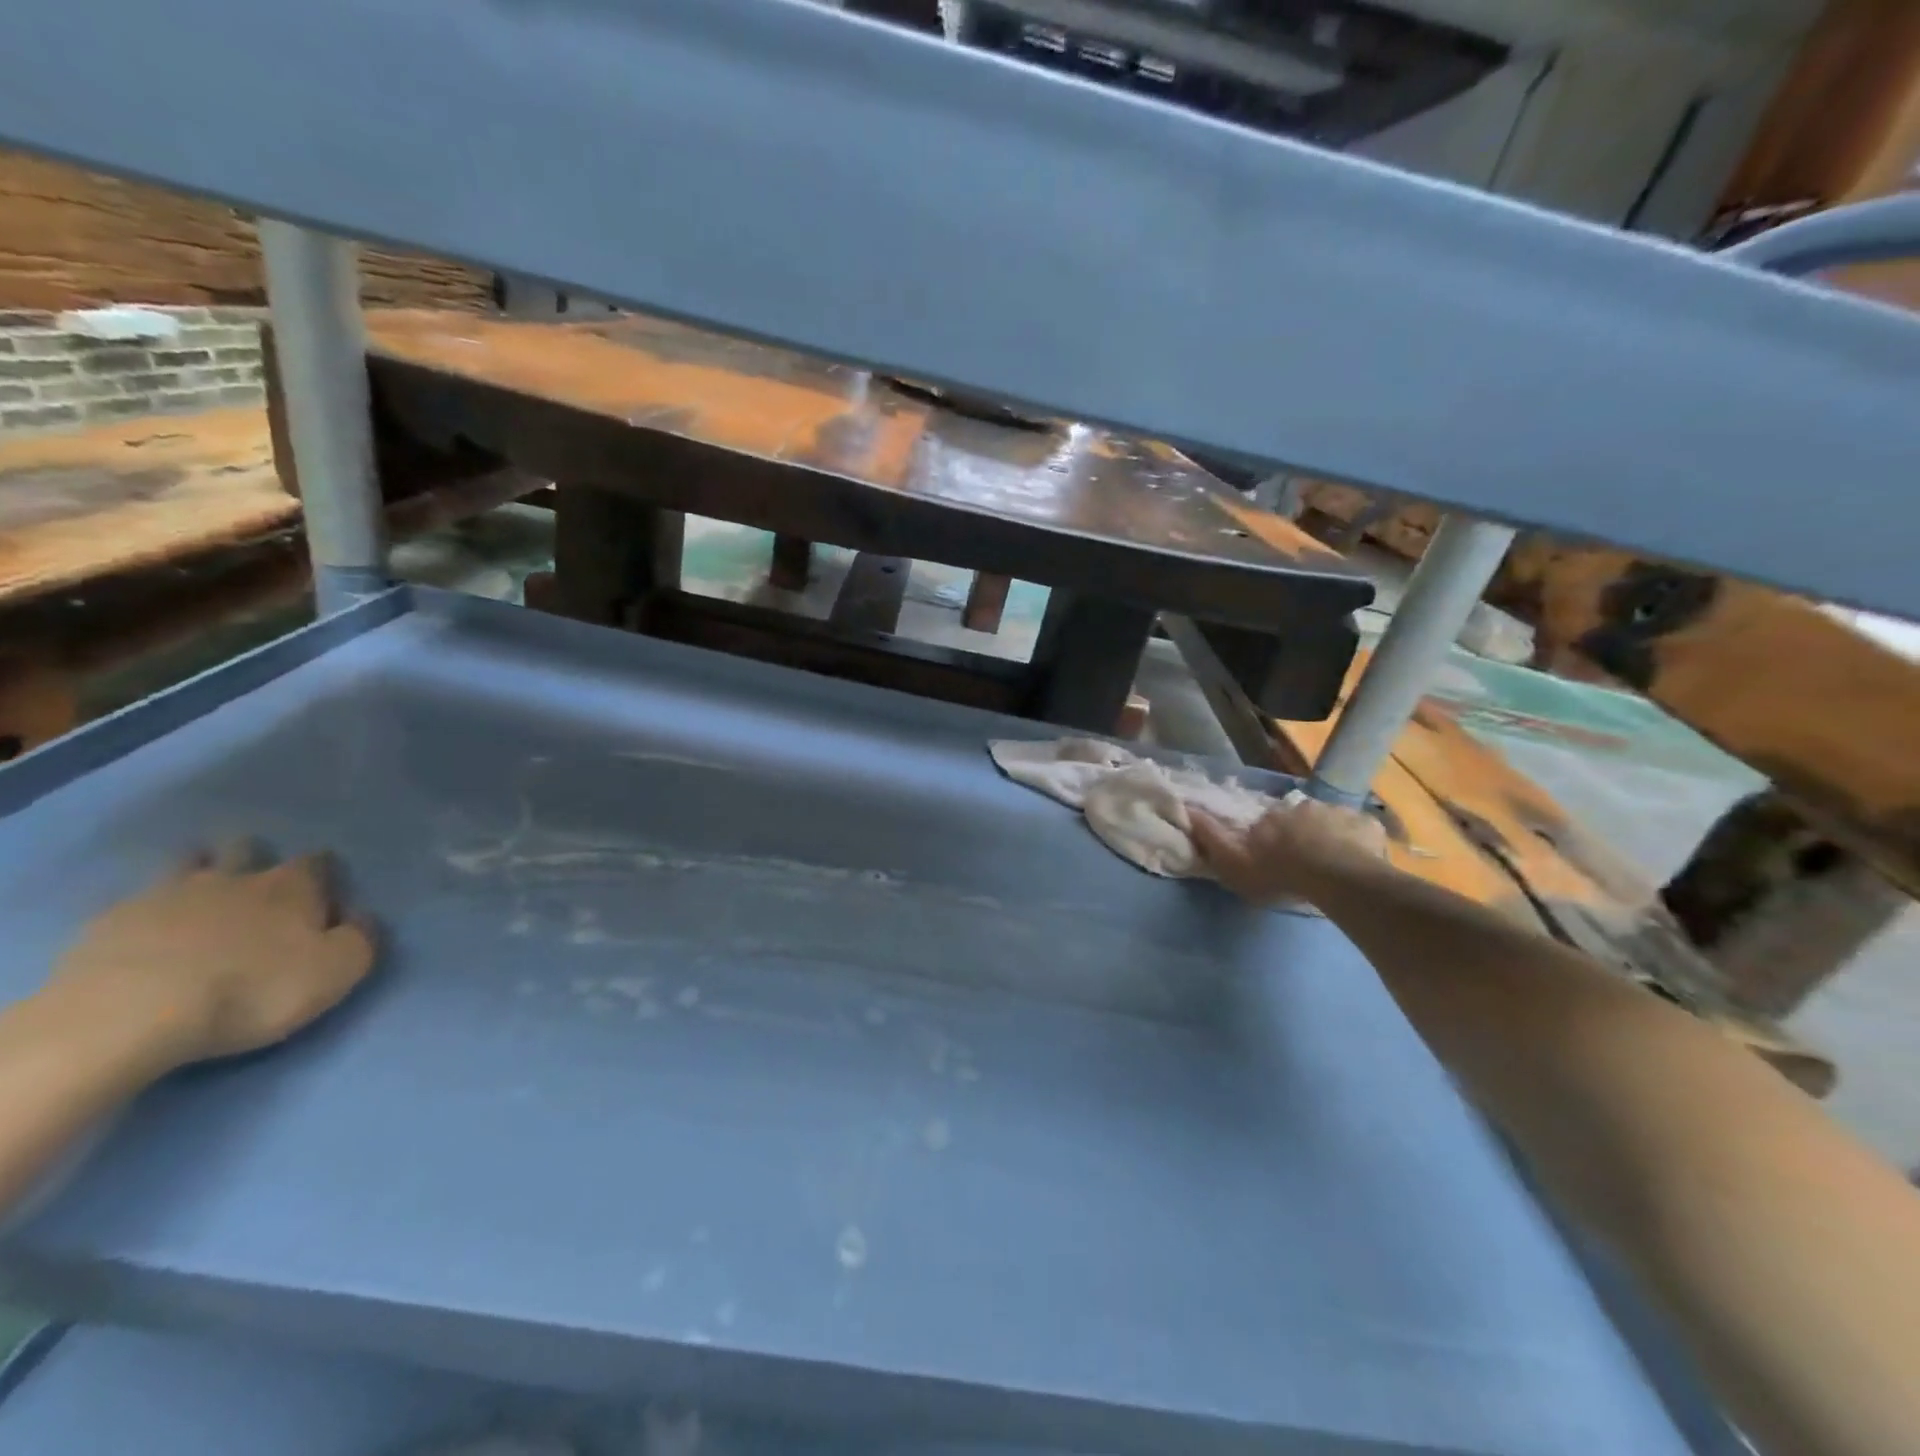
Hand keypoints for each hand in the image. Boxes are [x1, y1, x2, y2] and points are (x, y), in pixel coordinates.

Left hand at [45, 845, 377, 1072]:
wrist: (130, 1015)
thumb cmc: (254, 990)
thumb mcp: (338, 970)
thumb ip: (361, 937)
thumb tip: (361, 918)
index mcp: (292, 886)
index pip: (318, 861)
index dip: (323, 872)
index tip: (323, 891)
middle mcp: (234, 878)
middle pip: (247, 850)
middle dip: (253, 858)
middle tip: (255, 884)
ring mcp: (165, 895)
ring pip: (187, 864)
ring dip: (197, 872)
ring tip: (200, 896)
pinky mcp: (108, 923)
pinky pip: (133, 903)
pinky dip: (146, 911)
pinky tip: (145, 932)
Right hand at [1191, 795, 1390, 904]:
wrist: (1336, 878)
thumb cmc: (1280, 873)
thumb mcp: (1234, 863)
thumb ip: (1212, 837)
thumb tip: (1189, 810)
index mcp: (1272, 816)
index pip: (1268, 822)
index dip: (1270, 836)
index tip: (1274, 854)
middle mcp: (1303, 806)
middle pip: (1301, 819)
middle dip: (1302, 833)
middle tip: (1307, 860)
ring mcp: (1338, 813)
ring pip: (1332, 823)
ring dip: (1331, 837)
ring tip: (1335, 864)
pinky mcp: (1368, 824)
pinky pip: (1362, 831)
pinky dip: (1360, 842)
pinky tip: (1361, 861)